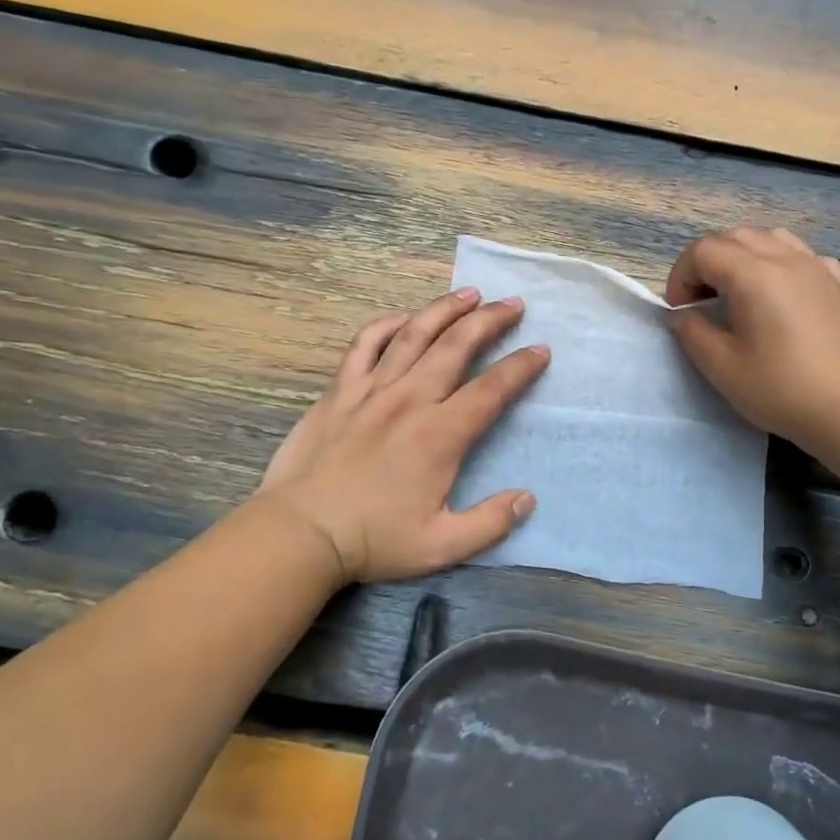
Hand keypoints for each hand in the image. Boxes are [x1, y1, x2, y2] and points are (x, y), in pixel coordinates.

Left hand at [255, 289, 548, 586]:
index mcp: (440, 435)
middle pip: (457, 346)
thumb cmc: (372, 540)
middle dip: (490, 320)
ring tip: (469, 293)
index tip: (541, 350)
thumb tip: (527, 498)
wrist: (299, 532)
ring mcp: (371, 390)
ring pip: (414, 334)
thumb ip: (490, 522)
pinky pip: (364, 345)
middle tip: (513, 304)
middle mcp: (410, 400)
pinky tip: (402, 318)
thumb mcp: (441, 546)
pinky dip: (385, 326)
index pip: (491, 389)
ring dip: (445, 310)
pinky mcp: (339, 391)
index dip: (521, 367)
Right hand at [666, 227, 839, 453]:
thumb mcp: (723, 368)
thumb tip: (682, 315)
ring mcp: (817, 268)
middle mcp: (786, 259)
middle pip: (735, 237)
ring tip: (738, 293)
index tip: (681, 312)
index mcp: (754, 275)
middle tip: (702, 303)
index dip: (682, 276)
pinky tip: (782, 294)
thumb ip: (693, 333)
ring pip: (771, 238)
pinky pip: (804, 256)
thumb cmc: (782, 390)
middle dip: (708, 263)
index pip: (703, 251)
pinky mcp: (839, 285)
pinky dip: (782, 264)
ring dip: (743, 256)